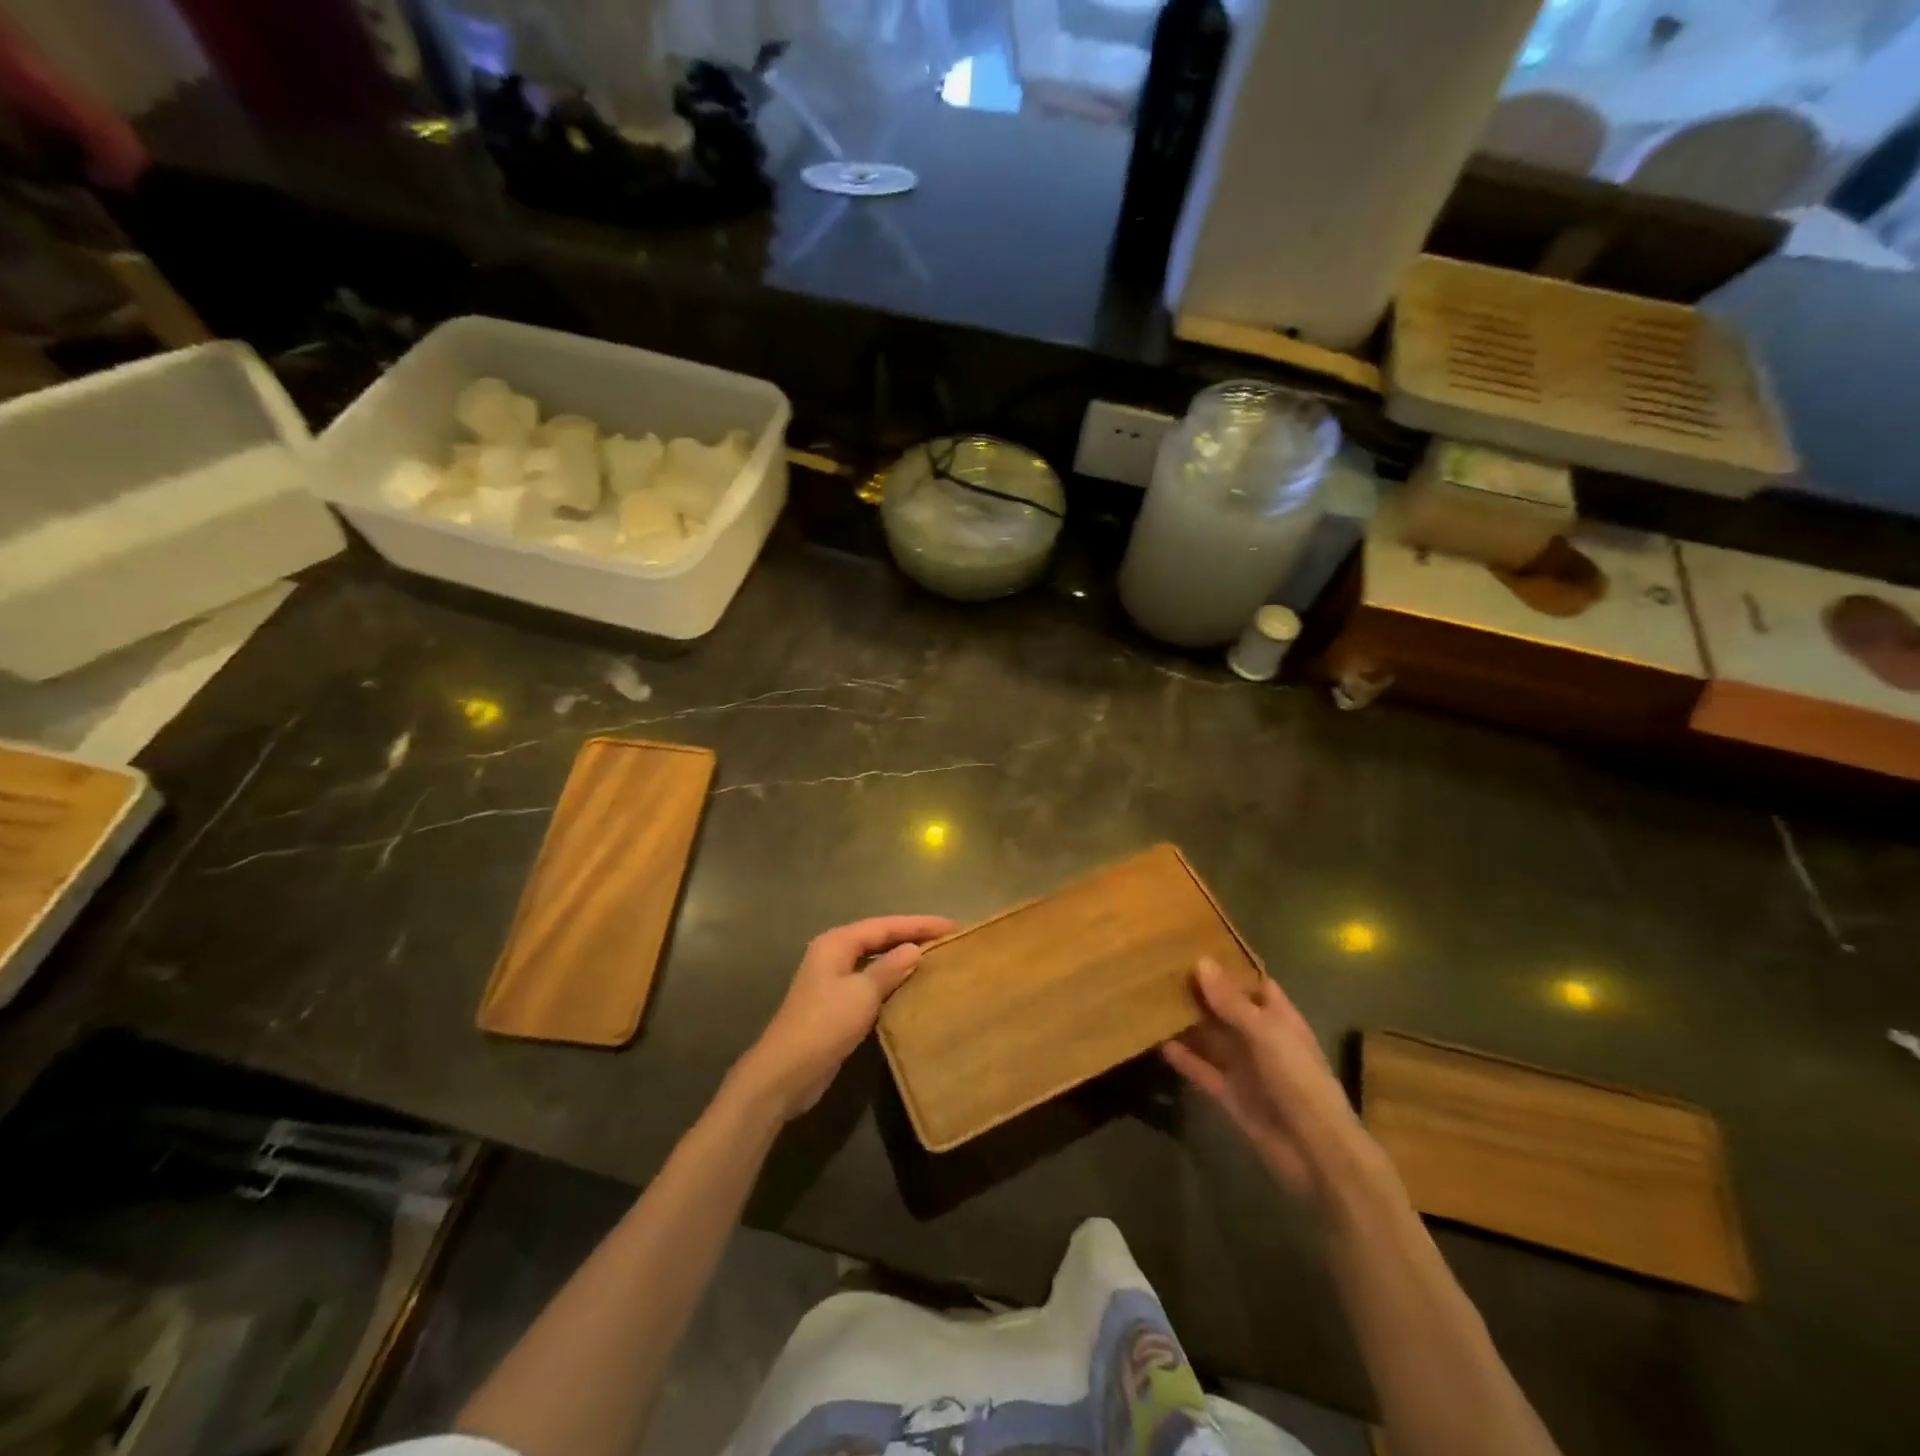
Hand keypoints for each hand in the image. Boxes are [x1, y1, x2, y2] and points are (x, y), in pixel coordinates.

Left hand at [733, 915, 956, 1121]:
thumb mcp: (862, 994)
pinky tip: (912, 987)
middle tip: (948, 939)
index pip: (885, 925)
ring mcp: (833, 980)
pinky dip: (892, 980)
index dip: (919, 924)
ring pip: (875, 960)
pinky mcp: (837, 1004)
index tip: (951, 925)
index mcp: (836, 943)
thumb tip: (915, 949)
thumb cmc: (824, 1025)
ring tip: (936, 958)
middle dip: (912, 936)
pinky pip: (871, 982)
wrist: (785, 1073)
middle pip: (879, 938)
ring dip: (902, 958)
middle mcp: (833, 954)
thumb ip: (889, 968)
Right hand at [1162, 958, 1376, 1203]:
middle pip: (1226, 1010)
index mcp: (1279, 1019)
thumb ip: (1232, 1002)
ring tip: (1151, 1000)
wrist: (1315, 1153)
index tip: (1194, 946)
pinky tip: (1156, 1042)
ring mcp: (1244, 1068)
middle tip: (1160, 970)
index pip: (1253, 983)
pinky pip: (1201, 1070)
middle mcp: (1261, 1039)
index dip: (1228, 967)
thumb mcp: (1266, 1034)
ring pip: (1210, 1039)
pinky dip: (1182, 1058)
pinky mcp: (1229, 1095)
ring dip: (1186, 1024)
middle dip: (1199, 993)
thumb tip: (1201, 962)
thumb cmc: (1299, 1082)